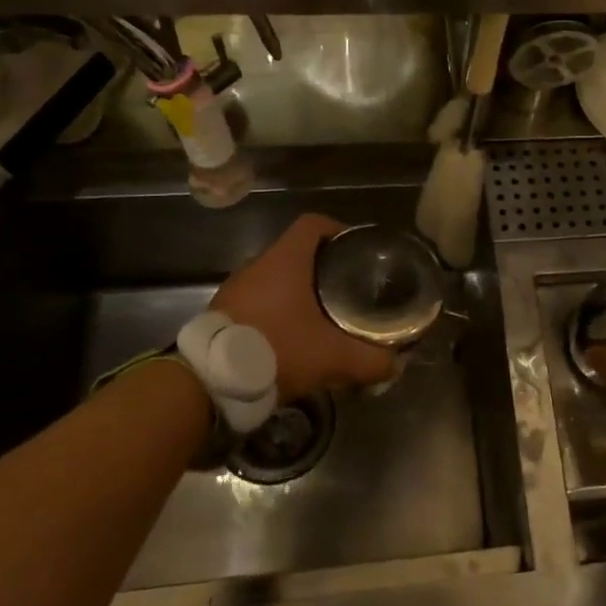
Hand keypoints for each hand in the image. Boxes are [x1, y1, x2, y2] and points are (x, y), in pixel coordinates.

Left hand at [210, 213, 396, 401]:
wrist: (209, 382)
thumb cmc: (276, 349)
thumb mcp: (332, 357)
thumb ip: (369, 360)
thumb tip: (395, 365)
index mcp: (286, 260)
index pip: (313, 224)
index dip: (337, 230)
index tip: (356, 249)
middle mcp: (259, 265)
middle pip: (297, 252)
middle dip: (323, 267)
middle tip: (348, 288)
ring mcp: (236, 289)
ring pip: (276, 278)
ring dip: (298, 292)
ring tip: (323, 315)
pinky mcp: (222, 313)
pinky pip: (257, 301)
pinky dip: (277, 311)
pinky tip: (292, 338)